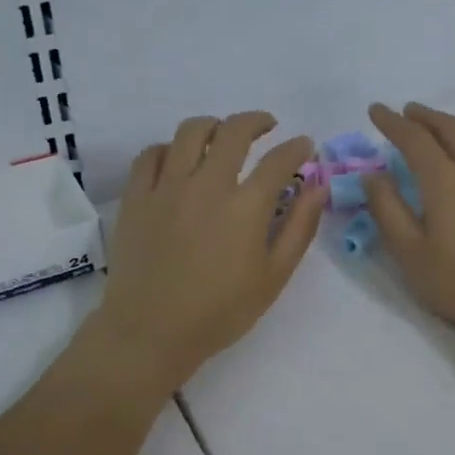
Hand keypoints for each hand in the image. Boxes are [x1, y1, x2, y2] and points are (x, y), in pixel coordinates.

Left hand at [90, 112, 324, 392]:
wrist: (150, 332)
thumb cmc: (220, 312)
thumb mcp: (274, 277)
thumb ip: (300, 227)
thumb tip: (318, 187)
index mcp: (246, 206)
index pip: (279, 160)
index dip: (297, 148)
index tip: (304, 147)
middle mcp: (207, 185)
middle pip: (234, 131)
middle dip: (257, 121)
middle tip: (267, 127)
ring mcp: (167, 187)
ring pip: (190, 132)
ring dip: (213, 125)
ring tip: (222, 135)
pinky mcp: (136, 196)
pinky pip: (151, 154)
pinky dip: (169, 149)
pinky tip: (178, 160)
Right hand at [362, 102, 454, 349]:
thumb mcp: (408, 252)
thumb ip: (387, 209)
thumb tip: (373, 174)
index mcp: (445, 180)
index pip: (414, 139)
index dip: (392, 122)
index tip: (375, 110)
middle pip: (450, 128)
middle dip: (425, 116)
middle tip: (406, 112)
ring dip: (453, 124)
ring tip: (439, 127)